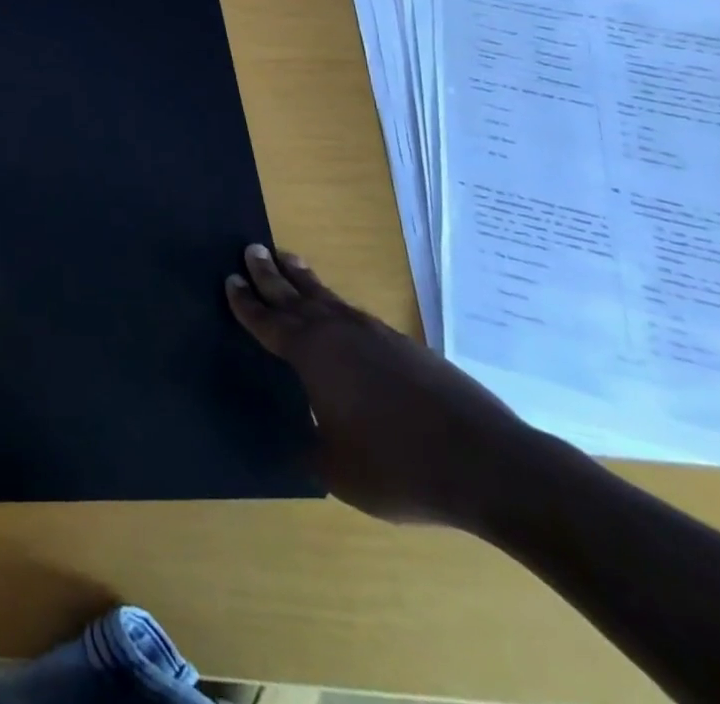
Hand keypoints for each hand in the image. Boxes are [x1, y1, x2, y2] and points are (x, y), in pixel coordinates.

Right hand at [226, 245, 546, 528]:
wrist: (490, 466)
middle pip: (294, 295)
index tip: (229, 279)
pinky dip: (336, 305)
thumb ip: (312, 448)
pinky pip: (357, 316)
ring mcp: (376, 336)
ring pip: (328, 298)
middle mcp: (339, 334)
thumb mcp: (339, 471)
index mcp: (311, 355)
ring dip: (304, 279)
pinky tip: (341, 313)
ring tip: (289, 259)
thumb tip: (300, 439)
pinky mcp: (408, 348)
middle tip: (251, 248)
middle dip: (269, 273)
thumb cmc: (400, 466)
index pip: (267, 321)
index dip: (245, 302)